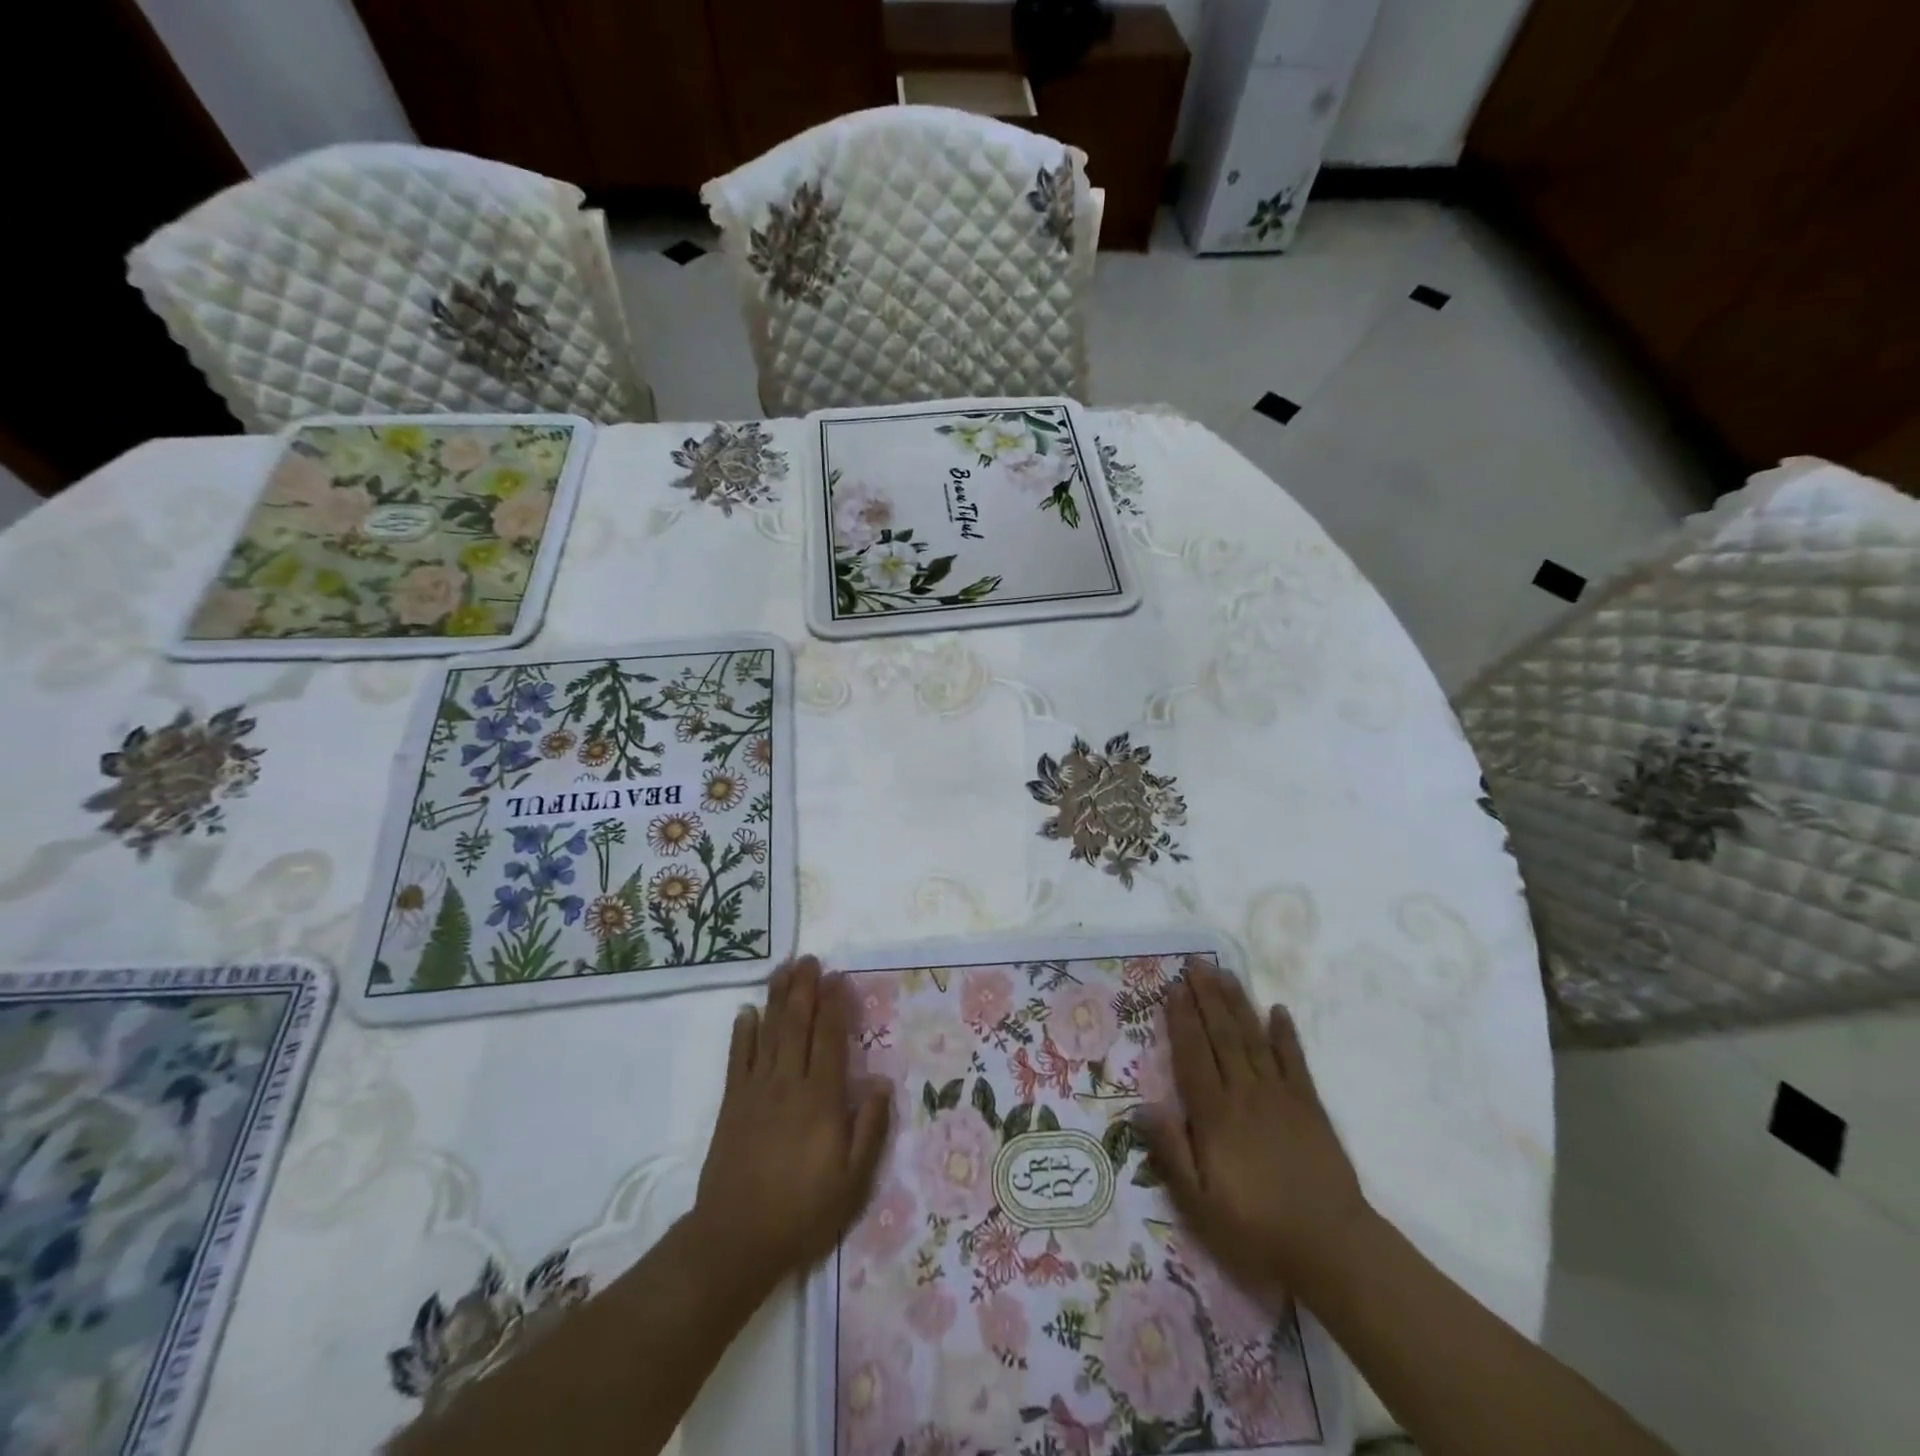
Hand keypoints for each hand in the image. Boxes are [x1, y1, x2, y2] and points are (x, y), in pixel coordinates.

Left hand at [691, 957, 890, 1293]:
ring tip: (783, 969)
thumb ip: (869, 1130)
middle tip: (809, 959)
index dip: (834, 1005)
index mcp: (821, 1100)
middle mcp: (788, 1085)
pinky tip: (746, 1012)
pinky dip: (742, 1033)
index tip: (838, 977)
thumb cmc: (803, 1211)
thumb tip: (882, 1084)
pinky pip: (737, 1060)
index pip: (829, 1039)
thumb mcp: (853, 1182)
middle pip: (797, 1025)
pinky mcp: (732, 1105)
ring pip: (768, 1034)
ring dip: (776, 999)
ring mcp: (756, 1092)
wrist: (736, 1240)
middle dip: (804, 989)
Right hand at [1136, 963, 1372, 1303]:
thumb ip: (1171, 1153)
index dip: (1182, 1019)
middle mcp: (1245, 1094)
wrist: (1333, 1249)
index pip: (1192, 1055)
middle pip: (1222, 1035)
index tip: (1174, 987)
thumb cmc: (1257, 1231)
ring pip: (1253, 1038)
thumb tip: (1144, 1106)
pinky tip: (1277, 1010)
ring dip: (1238, 1003)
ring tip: (1225, 973)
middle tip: (1197, 963)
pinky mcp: (1310, 1107)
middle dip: (1207, 997)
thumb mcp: (1199, 1206)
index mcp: (1215, 1115)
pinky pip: (1294, 1060)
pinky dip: (1285, 1034)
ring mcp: (1280, 1096)